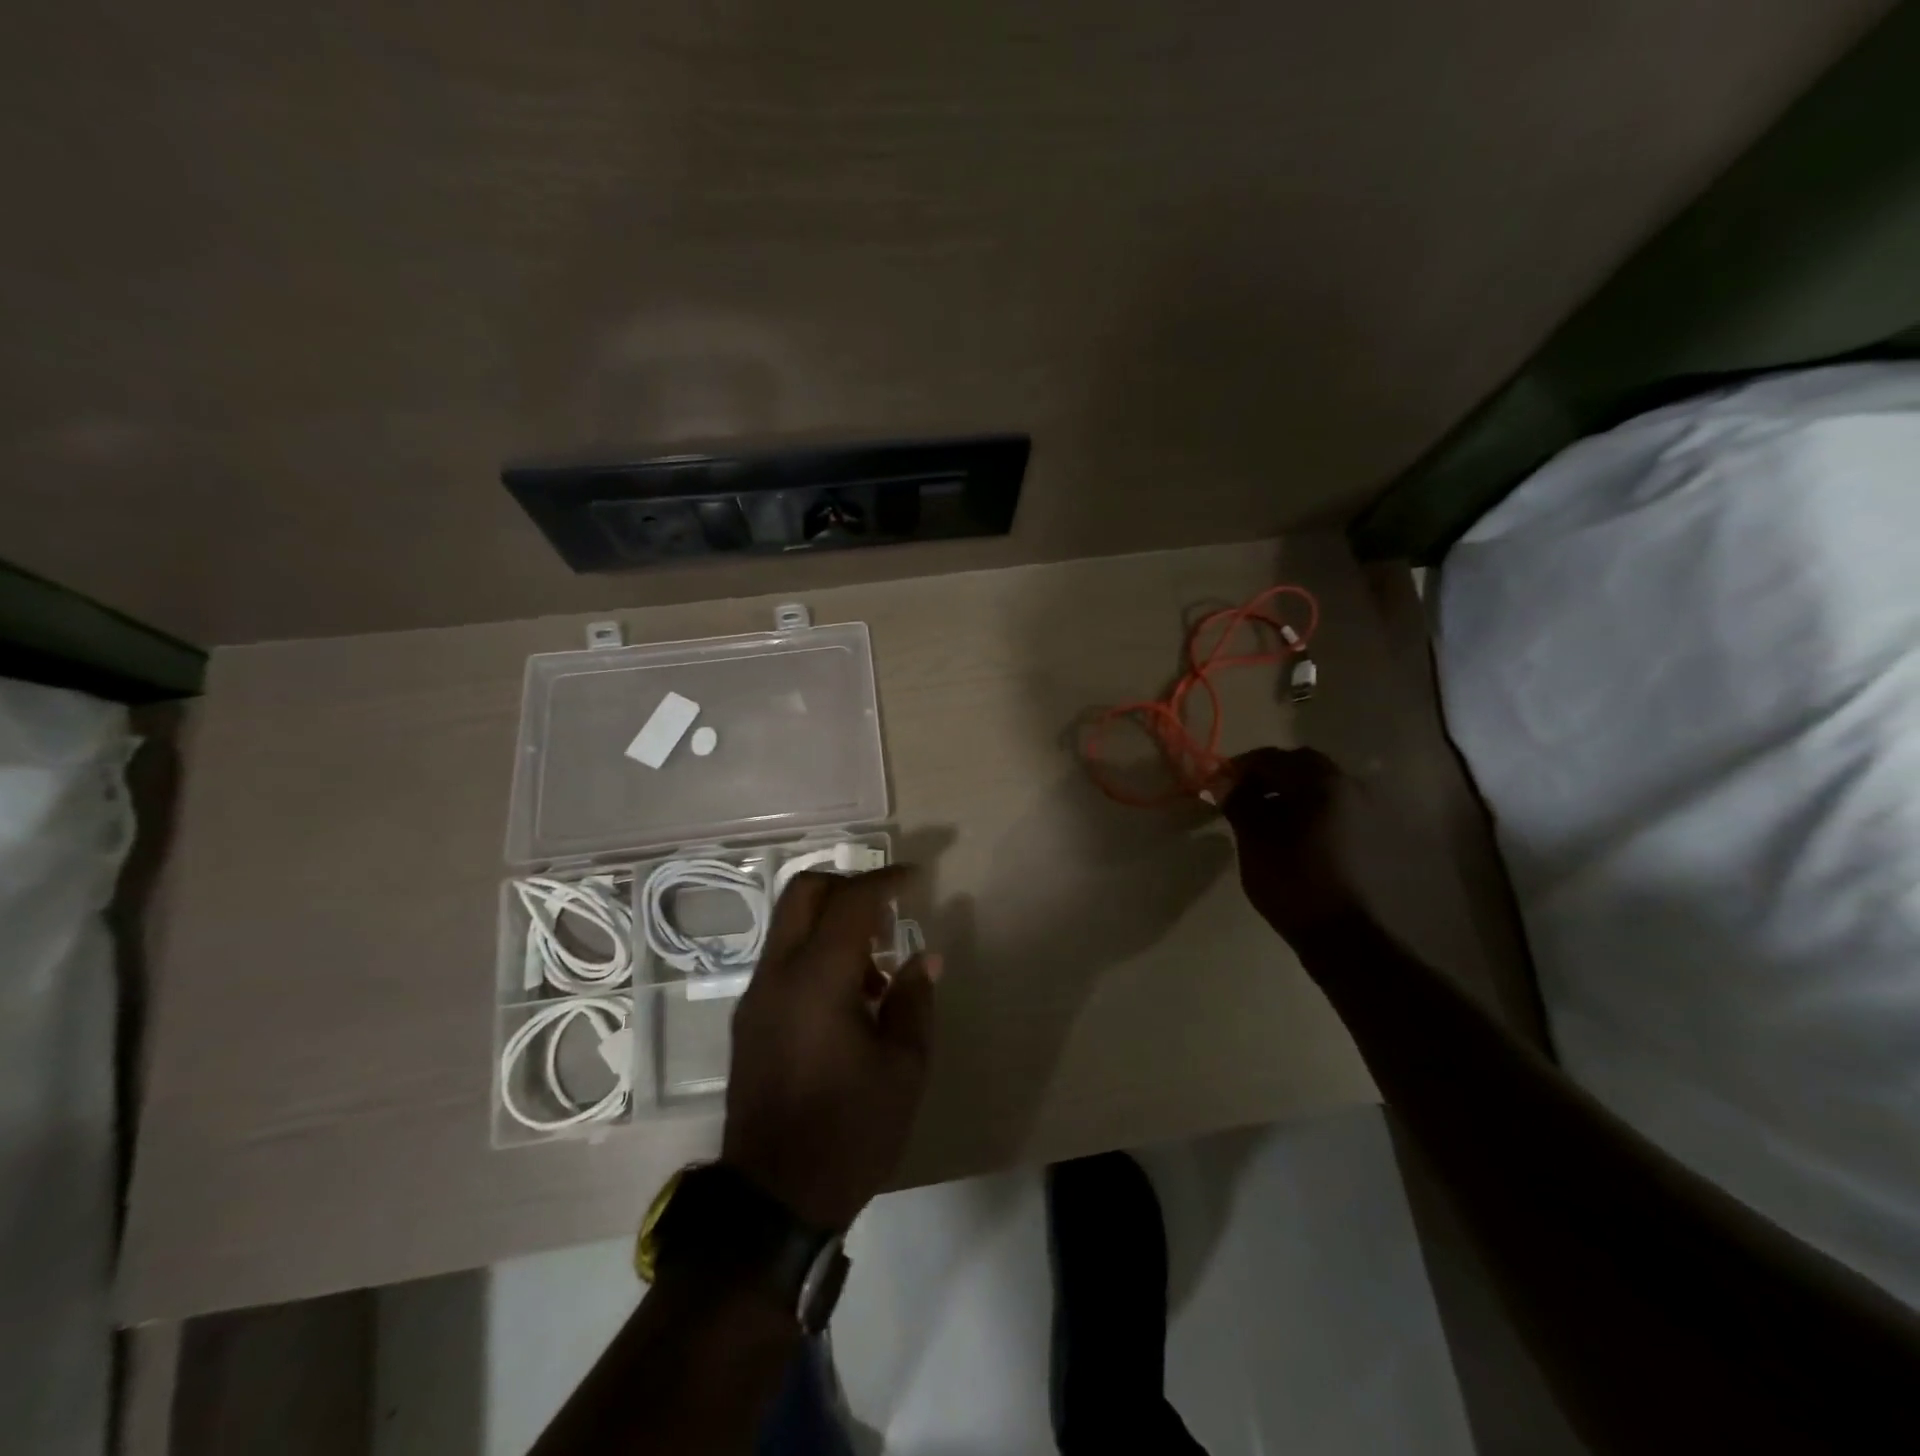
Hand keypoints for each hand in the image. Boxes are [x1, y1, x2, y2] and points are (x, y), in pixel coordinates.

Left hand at [721, 866, 937, 1230]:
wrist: (773, 1200)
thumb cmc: (850, 1132)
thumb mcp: (903, 1069)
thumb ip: (914, 1001)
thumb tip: (925, 958)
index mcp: (818, 980)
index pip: (851, 902)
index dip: (886, 880)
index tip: (916, 878)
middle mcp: (778, 975)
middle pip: (803, 893)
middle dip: (847, 884)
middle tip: (886, 908)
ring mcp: (757, 996)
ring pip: (790, 925)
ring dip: (832, 922)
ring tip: (876, 968)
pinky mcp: (750, 1019)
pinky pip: (784, 960)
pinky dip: (817, 953)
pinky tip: (849, 997)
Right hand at [1217, 747, 1363, 942]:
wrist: (1339, 931)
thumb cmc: (1291, 878)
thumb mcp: (1254, 836)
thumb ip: (1238, 801)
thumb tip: (1223, 782)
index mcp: (1320, 781)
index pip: (1272, 758)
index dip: (1240, 767)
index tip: (1218, 783)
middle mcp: (1348, 786)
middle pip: (1300, 765)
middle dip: (1267, 774)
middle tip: (1240, 794)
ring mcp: (1362, 810)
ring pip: (1317, 785)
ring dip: (1288, 790)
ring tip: (1262, 814)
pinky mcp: (1366, 833)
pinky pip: (1329, 805)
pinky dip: (1306, 806)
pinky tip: (1287, 830)